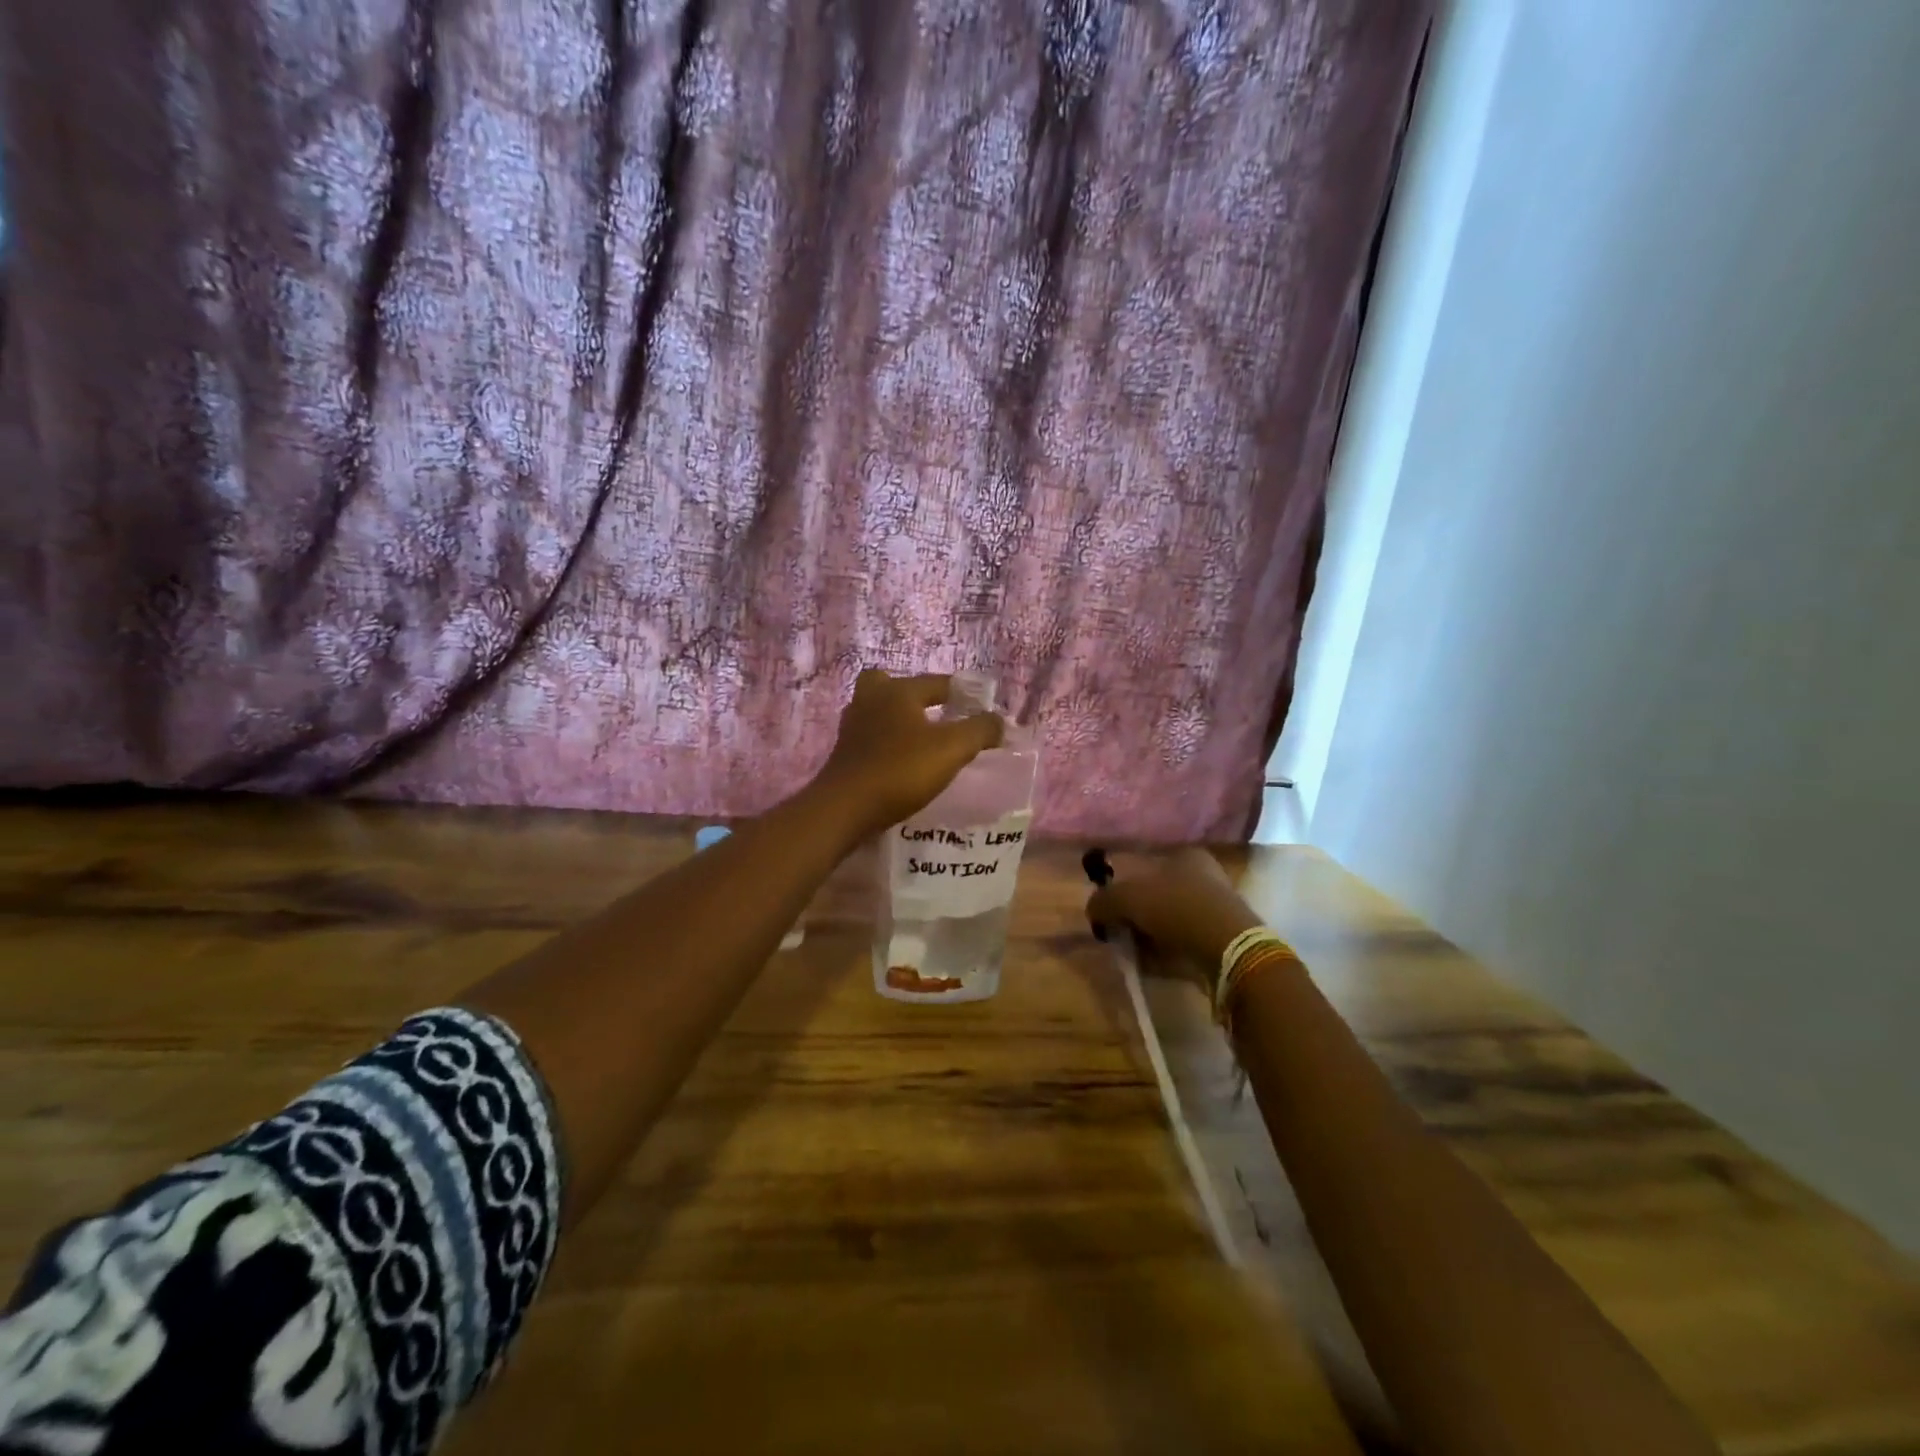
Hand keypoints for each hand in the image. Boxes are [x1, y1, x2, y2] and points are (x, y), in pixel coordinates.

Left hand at [812, 670, 1004, 839]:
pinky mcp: (844, 753)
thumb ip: (980, 730)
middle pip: (890, 685)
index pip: (936, 682)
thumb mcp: (952, 749)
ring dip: (897, 719)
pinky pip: (870, 737)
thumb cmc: (901, 770)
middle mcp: (871, 700)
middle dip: (913, 695)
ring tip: (921, 739)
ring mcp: (852, 727)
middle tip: (934, 713)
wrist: (845, 808)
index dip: (961, 692)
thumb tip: (998, 720)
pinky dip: (886, 742)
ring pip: (877, 711)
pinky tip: (901, 761)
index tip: (979, 705)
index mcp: (897, 691)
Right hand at [1085, 848, 1263, 990]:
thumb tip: (1092, 908)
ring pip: (1170, 922)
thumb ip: (1104, 900)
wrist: (1228, 950)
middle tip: (1120, 933)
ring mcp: (1216, 911)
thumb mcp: (1128, 897)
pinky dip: (1168, 954)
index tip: (1111, 910)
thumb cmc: (1177, 909)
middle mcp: (1205, 878)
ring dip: (1151, 936)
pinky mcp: (1222, 941)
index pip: (1147, 867)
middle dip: (1138, 915)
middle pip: (1158, 896)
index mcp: (1186, 857)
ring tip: (1135, 953)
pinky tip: (1155, 964)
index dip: (1125, 888)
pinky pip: (1185, 945)